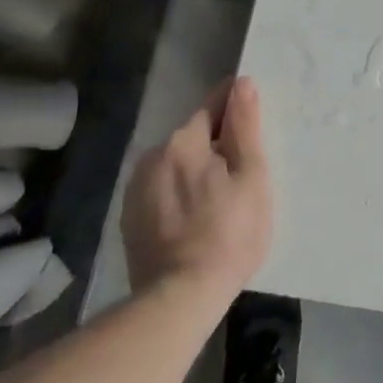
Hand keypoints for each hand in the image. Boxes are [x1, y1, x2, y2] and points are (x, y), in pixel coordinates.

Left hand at [122, 75, 271, 303]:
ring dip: (196, 171)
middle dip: (217, 146)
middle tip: (242, 176)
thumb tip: (242, 83)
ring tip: (218, 202)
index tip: (252, 127)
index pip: (214, 105)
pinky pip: (162, 190)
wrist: (179, 299)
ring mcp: (136, 188)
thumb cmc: (229, 234)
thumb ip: (245, 126)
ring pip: (176, 164)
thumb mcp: (252, 177)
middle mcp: (153, 155)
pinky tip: (194, 220)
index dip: (236, 110)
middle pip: (194, 136)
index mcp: (183, 140)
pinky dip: (178, 195)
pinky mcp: (130, 218)